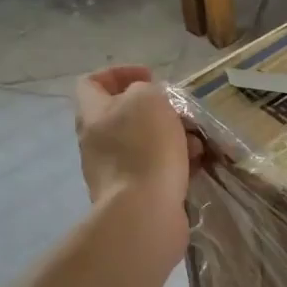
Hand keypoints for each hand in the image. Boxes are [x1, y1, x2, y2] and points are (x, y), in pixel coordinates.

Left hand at [73, 66, 202, 215]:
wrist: (144, 213)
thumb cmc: (144, 148)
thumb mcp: (147, 99)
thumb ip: (144, 90)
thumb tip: (145, 102)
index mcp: (92, 114)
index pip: (91, 83)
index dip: (119, 73)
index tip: (151, 76)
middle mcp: (95, 142)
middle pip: (122, 115)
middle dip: (155, 111)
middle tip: (178, 112)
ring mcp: (112, 172)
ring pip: (143, 143)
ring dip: (170, 138)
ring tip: (194, 143)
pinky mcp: (132, 195)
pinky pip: (153, 169)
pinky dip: (173, 164)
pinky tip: (194, 166)